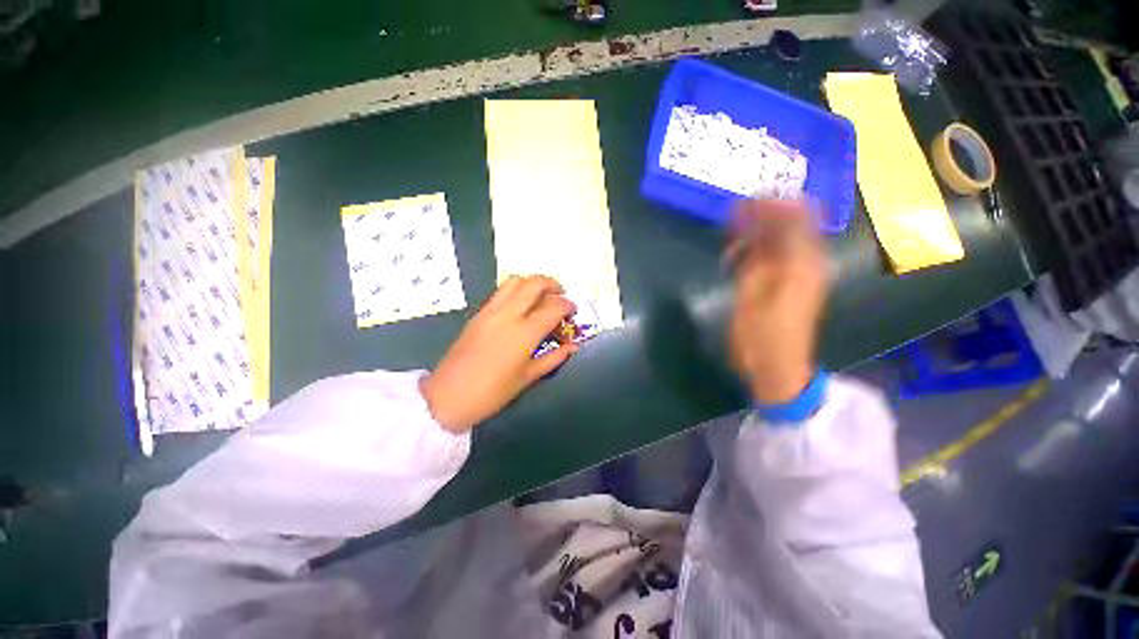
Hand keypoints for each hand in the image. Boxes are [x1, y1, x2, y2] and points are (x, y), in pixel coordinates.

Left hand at [420, 275, 577, 432]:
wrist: (448, 397)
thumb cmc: (493, 393)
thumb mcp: (529, 377)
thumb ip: (554, 358)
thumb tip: (573, 346)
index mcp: (524, 333)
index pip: (554, 307)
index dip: (568, 306)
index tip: (573, 311)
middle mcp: (508, 314)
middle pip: (534, 283)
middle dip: (553, 284)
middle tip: (561, 295)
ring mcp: (490, 311)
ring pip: (515, 281)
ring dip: (532, 283)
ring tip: (541, 296)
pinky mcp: (478, 313)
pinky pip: (501, 292)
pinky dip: (516, 291)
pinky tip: (521, 306)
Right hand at [727, 199, 828, 404]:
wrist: (778, 366)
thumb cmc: (760, 333)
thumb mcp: (751, 291)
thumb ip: (753, 253)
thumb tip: (750, 220)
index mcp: (802, 261)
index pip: (794, 214)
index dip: (768, 204)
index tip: (740, 204)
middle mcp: (809, 261)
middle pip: (792, 222)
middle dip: (761, 216)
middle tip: (731, 221)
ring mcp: (804, 272)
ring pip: (784, 238)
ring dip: (758, 234)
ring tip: (730, 243)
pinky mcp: (795, 282)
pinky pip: (780, 254)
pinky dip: (759, 250)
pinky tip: (739, 259)